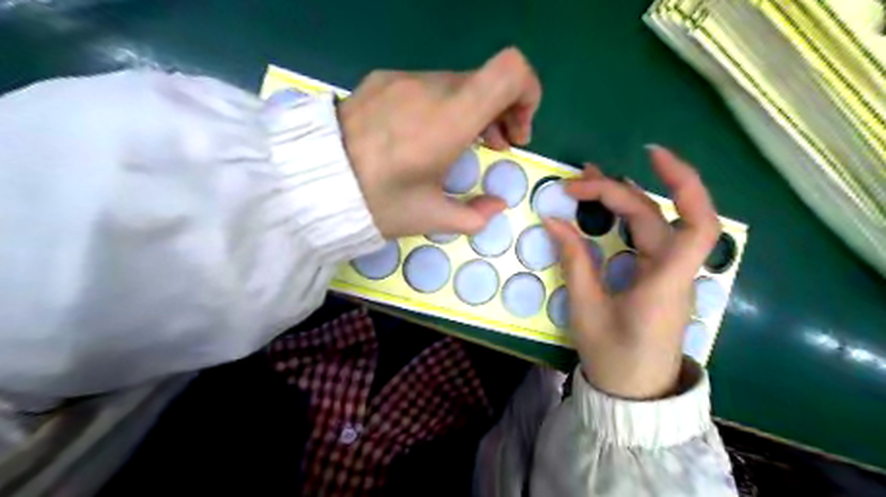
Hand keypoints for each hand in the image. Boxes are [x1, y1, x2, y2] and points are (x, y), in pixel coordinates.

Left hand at [338, 46, 539, 238]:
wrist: (311, 182)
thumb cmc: (377, 203)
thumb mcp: (430, 218)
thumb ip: (475, 215)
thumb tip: (496, 206)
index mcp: (448, 120)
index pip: (509, 71)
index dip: (528, 93)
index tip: (517, 130)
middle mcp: (429, 88)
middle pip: (486, 80)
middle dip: (502, 111)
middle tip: (496, 145)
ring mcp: (402, 79)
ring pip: (458, 83)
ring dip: (472, 109)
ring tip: (462, 143)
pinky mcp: (382, 79)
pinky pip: (428, 85)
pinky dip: (443, 104)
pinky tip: (425, 133)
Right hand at [543, 146, 722, 398]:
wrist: (634, 392)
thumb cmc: (613, 356)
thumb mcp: (587, 310)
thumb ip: (575, 261)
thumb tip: (553, 221)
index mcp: (665, 282)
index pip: (696, 224)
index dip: (684, 183)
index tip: (648, 156)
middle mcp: (674, 271)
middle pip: (656, 216)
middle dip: (617, 192)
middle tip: (575, 183)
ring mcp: (667, 273)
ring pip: (653, 223)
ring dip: (622, 198)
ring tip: (587, 182)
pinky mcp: (657, 277)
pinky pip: (645, 238)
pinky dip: (624, 217)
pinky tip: (604, 208)